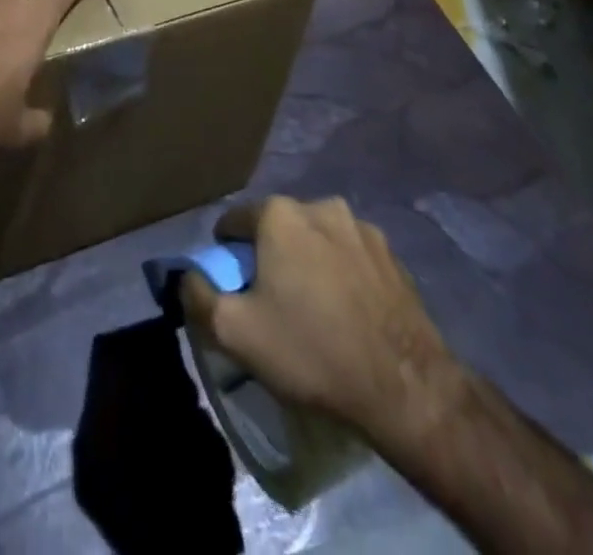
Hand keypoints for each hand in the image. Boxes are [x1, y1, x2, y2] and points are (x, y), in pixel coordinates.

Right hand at [180, 197, 467, 465]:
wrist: (406, 388)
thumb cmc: (311, 350)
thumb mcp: (236, 333)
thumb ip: (197, 295)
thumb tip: (186, 275)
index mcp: (279, 214)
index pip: (234, 223)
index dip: (227, 256)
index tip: (236, 290)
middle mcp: (319, 205)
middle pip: (277, 228)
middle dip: (269, 256)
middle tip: (274, 303)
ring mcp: (361, 227)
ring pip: (316, 239)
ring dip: (308, 262)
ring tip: (315, 310)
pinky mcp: (391, 254)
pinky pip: (350, 256)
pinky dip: (341, 274)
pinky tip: (348, 313)